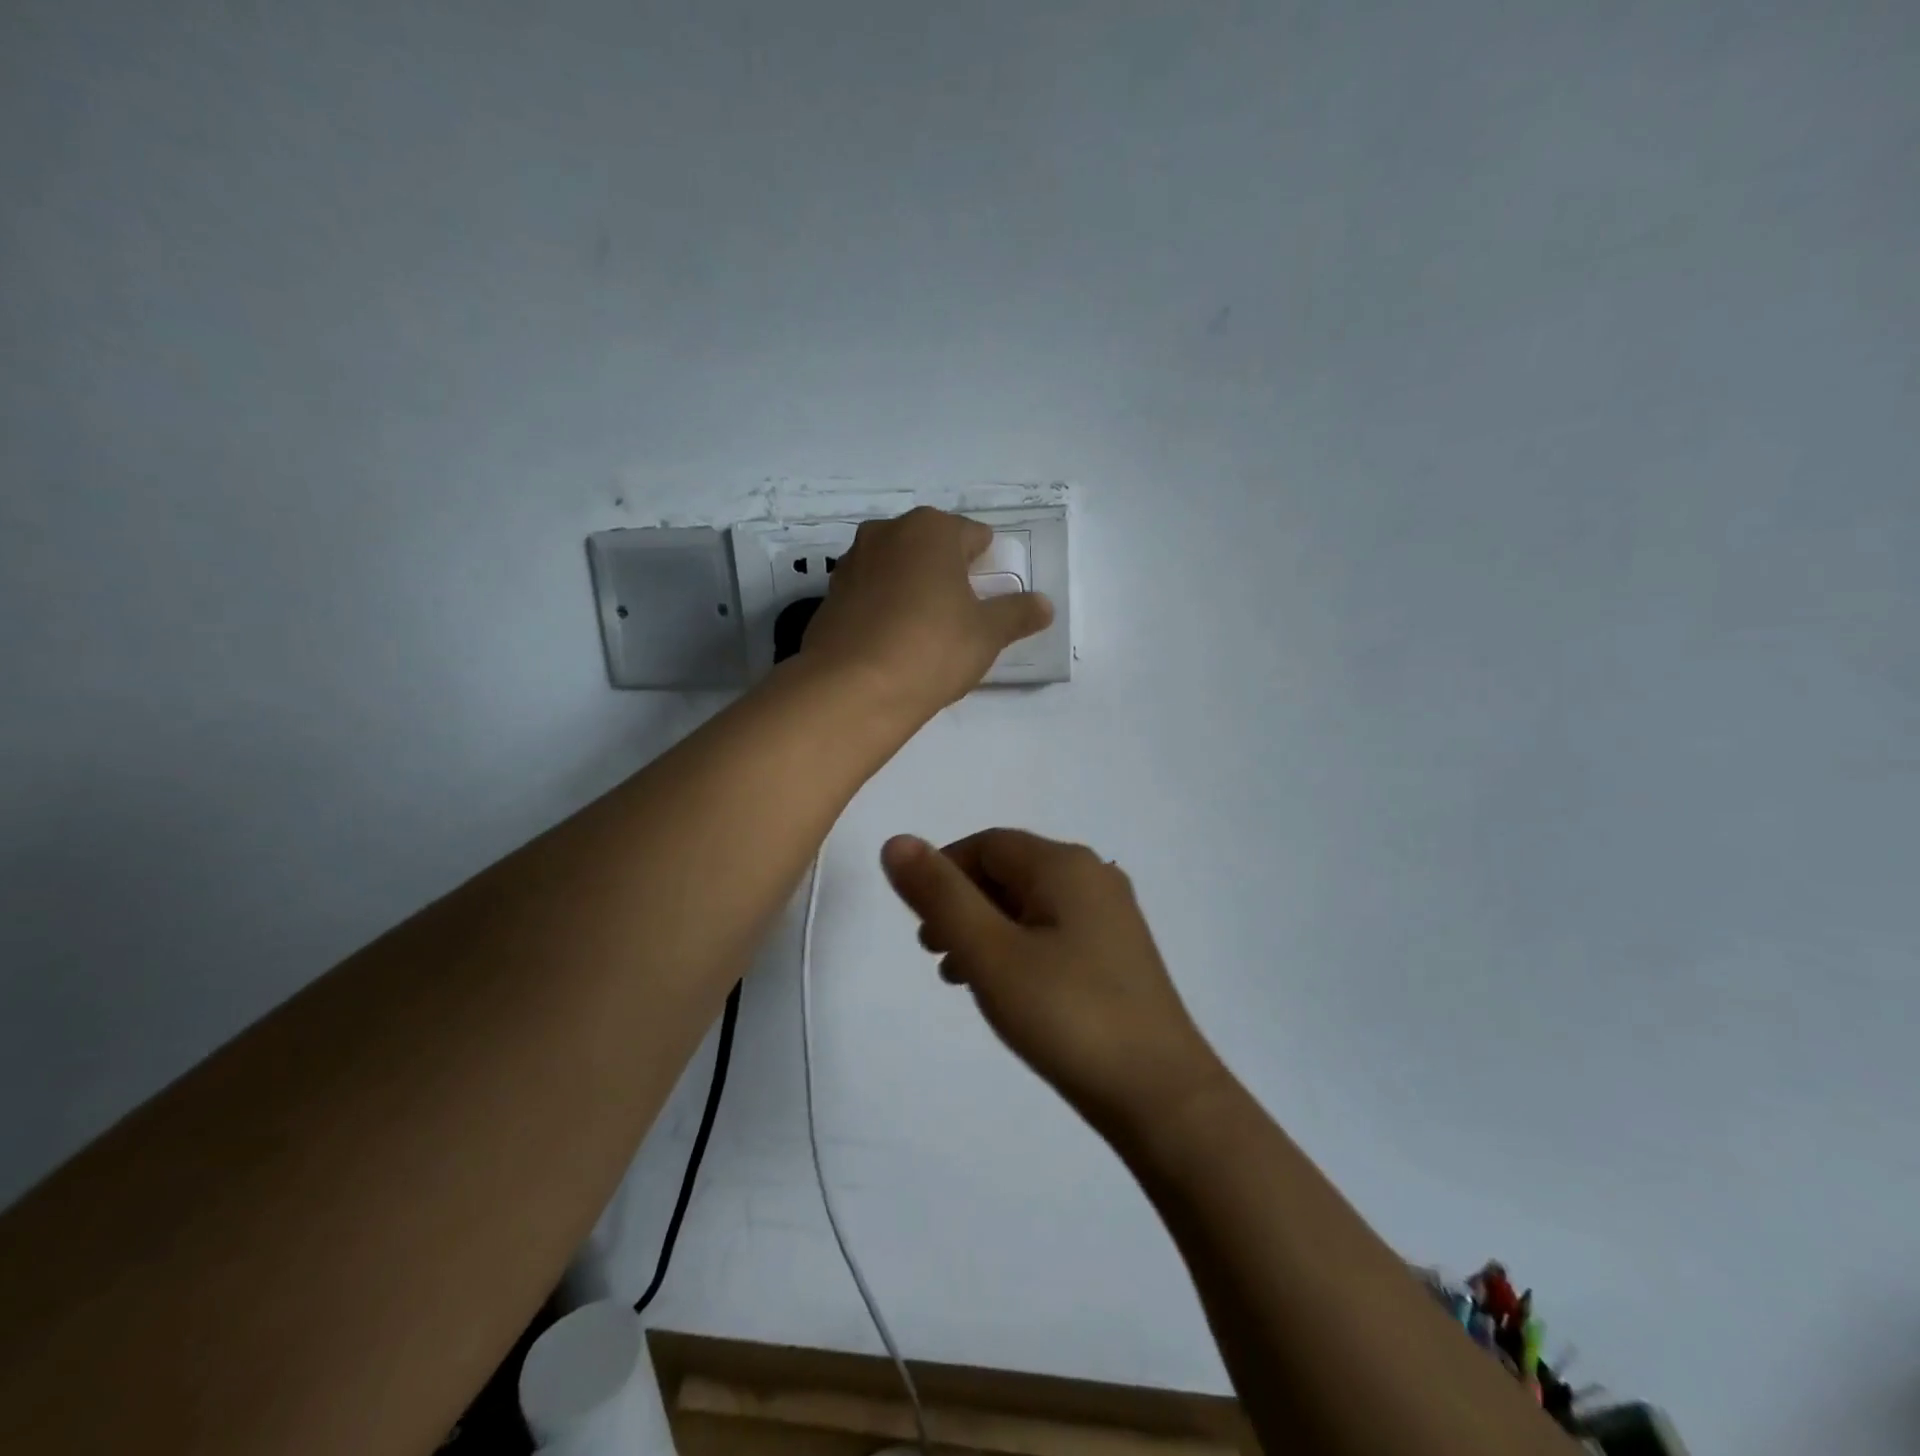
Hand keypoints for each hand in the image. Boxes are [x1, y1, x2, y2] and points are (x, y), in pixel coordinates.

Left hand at [800, 507, 1052, 714]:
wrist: (854, 688)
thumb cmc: (932, 648)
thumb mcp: (987, 634)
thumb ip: (1017, 614)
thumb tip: (1044, 605)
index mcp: (931, 529)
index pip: (973, 537)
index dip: (987, 565)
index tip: (989, 598)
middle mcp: (886, 533)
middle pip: (930, 548)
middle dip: (947, 574)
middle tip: (960, 616)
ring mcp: (852, 563)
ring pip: (896, 569)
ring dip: (912, 589)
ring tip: (924, 633)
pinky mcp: (829, 597)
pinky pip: (869, 595)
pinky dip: (883, 610)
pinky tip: (891, 644)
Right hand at [880, 829, 1225, 1138]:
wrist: (1161, 1096)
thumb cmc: (1067, 1015)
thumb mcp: (990, 953)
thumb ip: (940, 895)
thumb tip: (897, 842)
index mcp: (1065, 864)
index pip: (986, 845)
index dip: (942, 871)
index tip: (917, 920)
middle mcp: (1093, 877)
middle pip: (1008, 871)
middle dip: (962, 904)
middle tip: (933, 951)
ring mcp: (1111, 916)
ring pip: (1029, 904)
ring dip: (986, 929)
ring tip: (958, 975)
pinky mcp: (1119, 954)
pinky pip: (1053, 931)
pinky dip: (1018, 948)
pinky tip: (1005, 989)